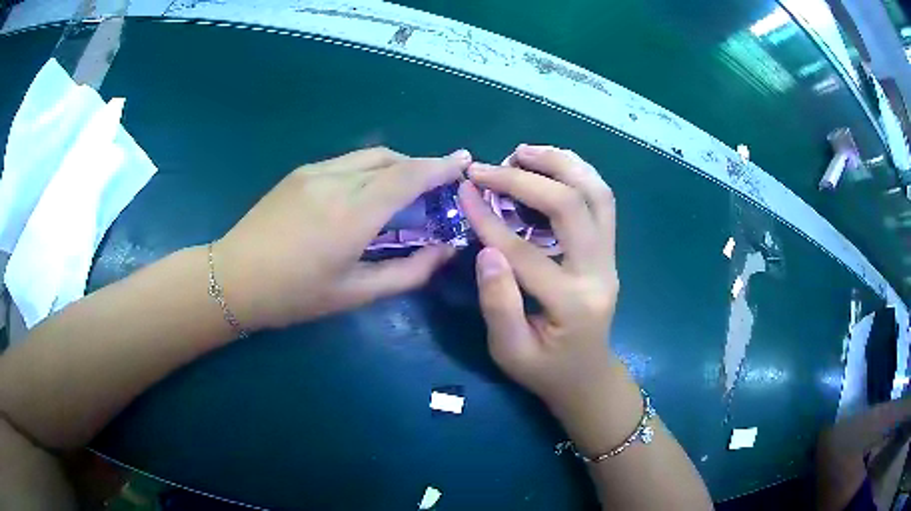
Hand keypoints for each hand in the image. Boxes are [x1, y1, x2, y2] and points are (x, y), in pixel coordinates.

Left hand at [215, 147, 471, 329]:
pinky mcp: (301, 172)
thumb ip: (408, 272)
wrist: (233, 278)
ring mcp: (315, 172)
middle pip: (393, 159)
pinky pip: (348, 161)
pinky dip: (370, 170)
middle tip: (435, 190)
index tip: (464, 161)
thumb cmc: (294, 295)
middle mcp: (337, 181)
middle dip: (421, 167)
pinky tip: (364, 195)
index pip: (409, 176)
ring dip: (396, 167)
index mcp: (352, 215)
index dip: (441, 166)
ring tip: (402, 193)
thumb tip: (445, 251)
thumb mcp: (354, 294)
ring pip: (371, 156)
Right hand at [458, 144, 618, 412]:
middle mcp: (600, 273)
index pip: (526, 251)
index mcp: (573, 304)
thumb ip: (498, 305)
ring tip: (523, 152)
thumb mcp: (510, 352)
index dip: (489, 219)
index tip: (463, 191)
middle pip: (572, 206)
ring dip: (561, 164)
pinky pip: (602, 201)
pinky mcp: (609, 251)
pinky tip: (550, 165)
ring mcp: (610, 258)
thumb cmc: (545, 371)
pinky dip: (577, 173)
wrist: (588, 377)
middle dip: (526, 179)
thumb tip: (486, 250)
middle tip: (489, 167)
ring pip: (597, 194)